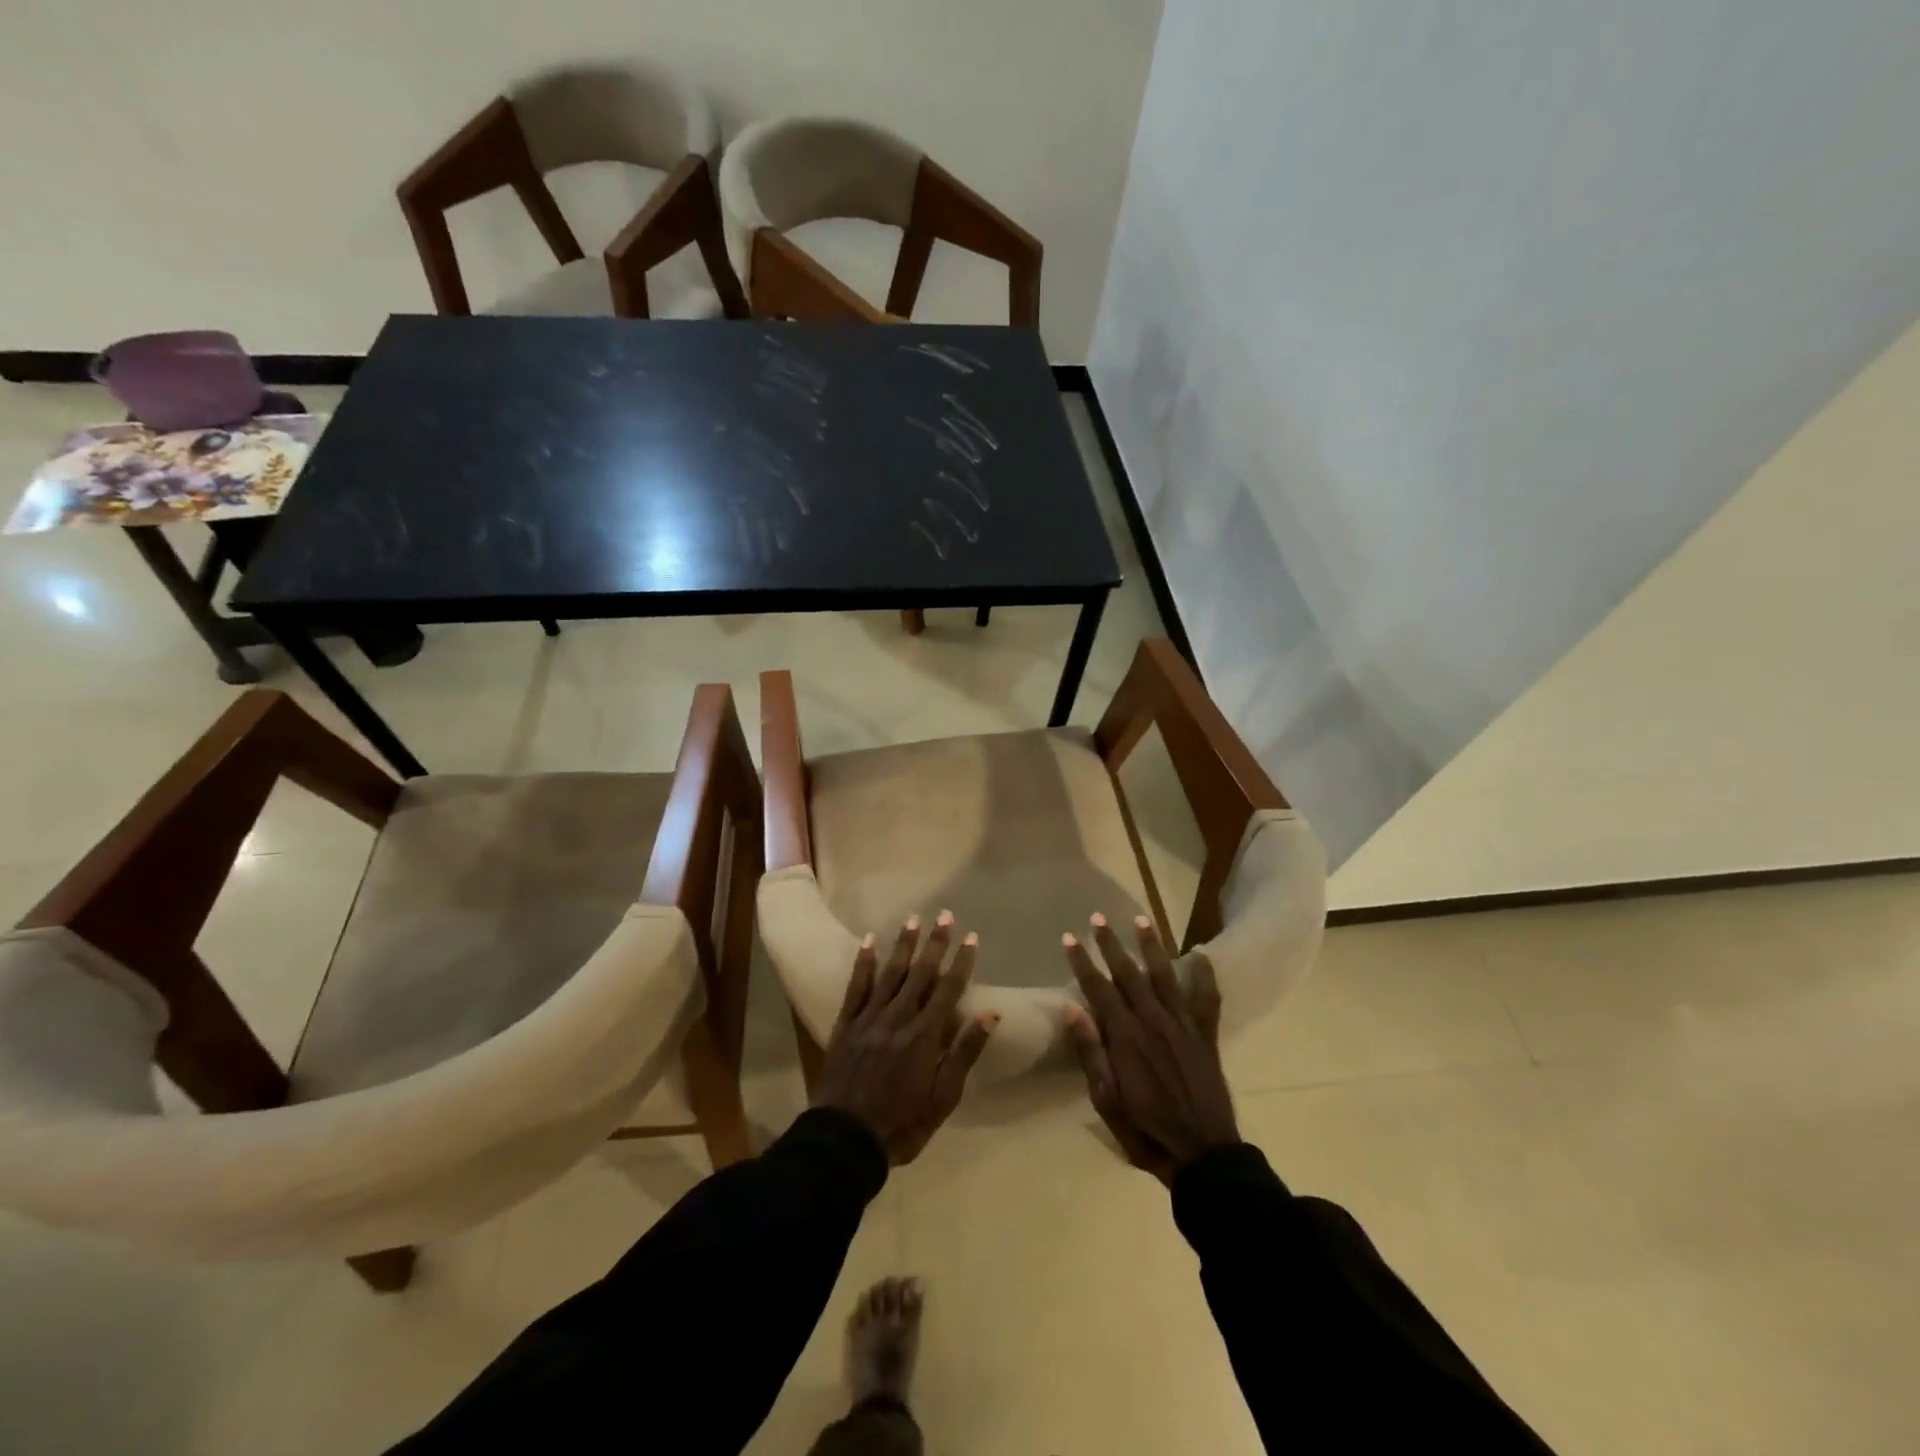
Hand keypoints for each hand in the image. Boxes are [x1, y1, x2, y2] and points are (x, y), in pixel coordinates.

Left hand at [814, 912, 998, 1164]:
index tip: (972, 937)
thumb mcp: (943, 1098)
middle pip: (921, 973)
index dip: (962, 962)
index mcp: (924, 1036)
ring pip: (890, 973)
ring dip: (904, 945)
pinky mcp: (845, 1024)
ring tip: (914, 919)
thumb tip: (991, 1015)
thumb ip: (964, 1054)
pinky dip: (863, 962)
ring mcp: (869, 1018)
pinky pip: (855, 986)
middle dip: (935, 943)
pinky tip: (870, 941)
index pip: (948, 990)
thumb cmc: (902, 1124)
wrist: (844, 1140)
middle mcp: (898, 1018)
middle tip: (946, 915)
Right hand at [1063, 913, 1239, 1185]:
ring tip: (1141, 920)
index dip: (1082, 962)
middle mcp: (1153, 1021)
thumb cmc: (1146, 1131)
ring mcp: (1182, 1025)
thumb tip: (1073, 1009)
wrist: (1203, 1154)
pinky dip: (1205, 976)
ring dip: (1151, 946)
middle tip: (1098, 918)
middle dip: (1111, 944)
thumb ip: (1091, 1054)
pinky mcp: (1205, 1035)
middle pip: (1128, 973)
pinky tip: (1201, 955)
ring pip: (1164, 975)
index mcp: (1125, 1037)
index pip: (1098, 989)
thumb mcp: (1107, 1101)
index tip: (1070, 938)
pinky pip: (1206, 999)